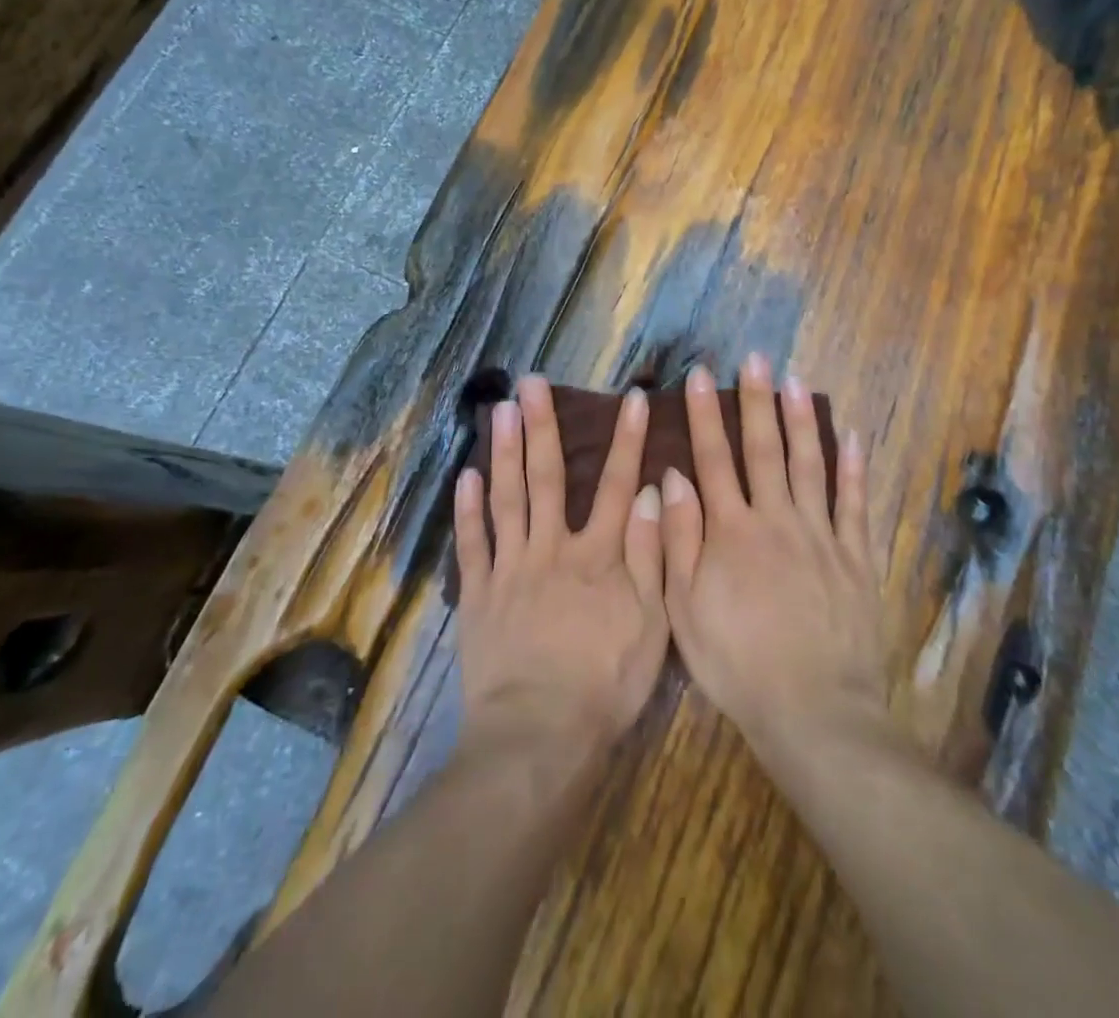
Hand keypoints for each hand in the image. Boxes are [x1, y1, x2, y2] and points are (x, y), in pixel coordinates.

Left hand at [454, 376, 668, 761]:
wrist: (539, 735)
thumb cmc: (606, 684)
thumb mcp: (652, 625)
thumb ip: (650, 555)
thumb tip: (649, 493)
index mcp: (597, 556)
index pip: (615, 485)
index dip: (625, 440)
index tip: (631, 397)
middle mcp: (551, 549)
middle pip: (546, 478)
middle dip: (543, 426)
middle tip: (531, 382)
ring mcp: (510, 568)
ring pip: (506, 498)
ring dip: (504, 451)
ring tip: (500, 409)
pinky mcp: (479, 594)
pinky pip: (473, 543)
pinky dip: (468, 509)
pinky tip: (466, 475)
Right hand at [660, 355, 885, 765]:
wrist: (813, 710)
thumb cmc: (736, 662)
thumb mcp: (684, 608)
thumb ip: (679, 539)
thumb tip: (673, 478)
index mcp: (731, 531)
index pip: (714, 458)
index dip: (704, 414)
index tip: (698, 376)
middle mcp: (777, 520)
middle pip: (764, 449)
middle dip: (756, 400)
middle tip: (754, 358)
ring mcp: (821, 536)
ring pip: (810, 465)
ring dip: (802, 420)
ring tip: (796, 382)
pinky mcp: (855, 558)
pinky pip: (856, 505)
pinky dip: (855, 469)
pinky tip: (853, 437)